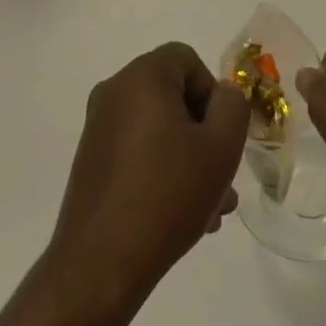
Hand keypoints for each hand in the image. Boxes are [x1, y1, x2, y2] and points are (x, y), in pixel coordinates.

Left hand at [46, 42, 248, 316]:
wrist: (99, 266)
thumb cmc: (167, 196)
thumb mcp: (220, 148)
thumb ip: (233, 108)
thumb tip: (223, 94)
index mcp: (142, 76)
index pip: (186, 59)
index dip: (212, 92)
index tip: (222, 135)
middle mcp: (115, 91)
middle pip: (173, 96)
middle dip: (204, 133)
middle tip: (223, 176)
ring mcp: (99, 128)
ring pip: (158, 129)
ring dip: (188, 158)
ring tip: (212, 208)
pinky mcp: (91, 161)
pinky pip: (138, 151)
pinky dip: (162, 170)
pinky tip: (183, 216)